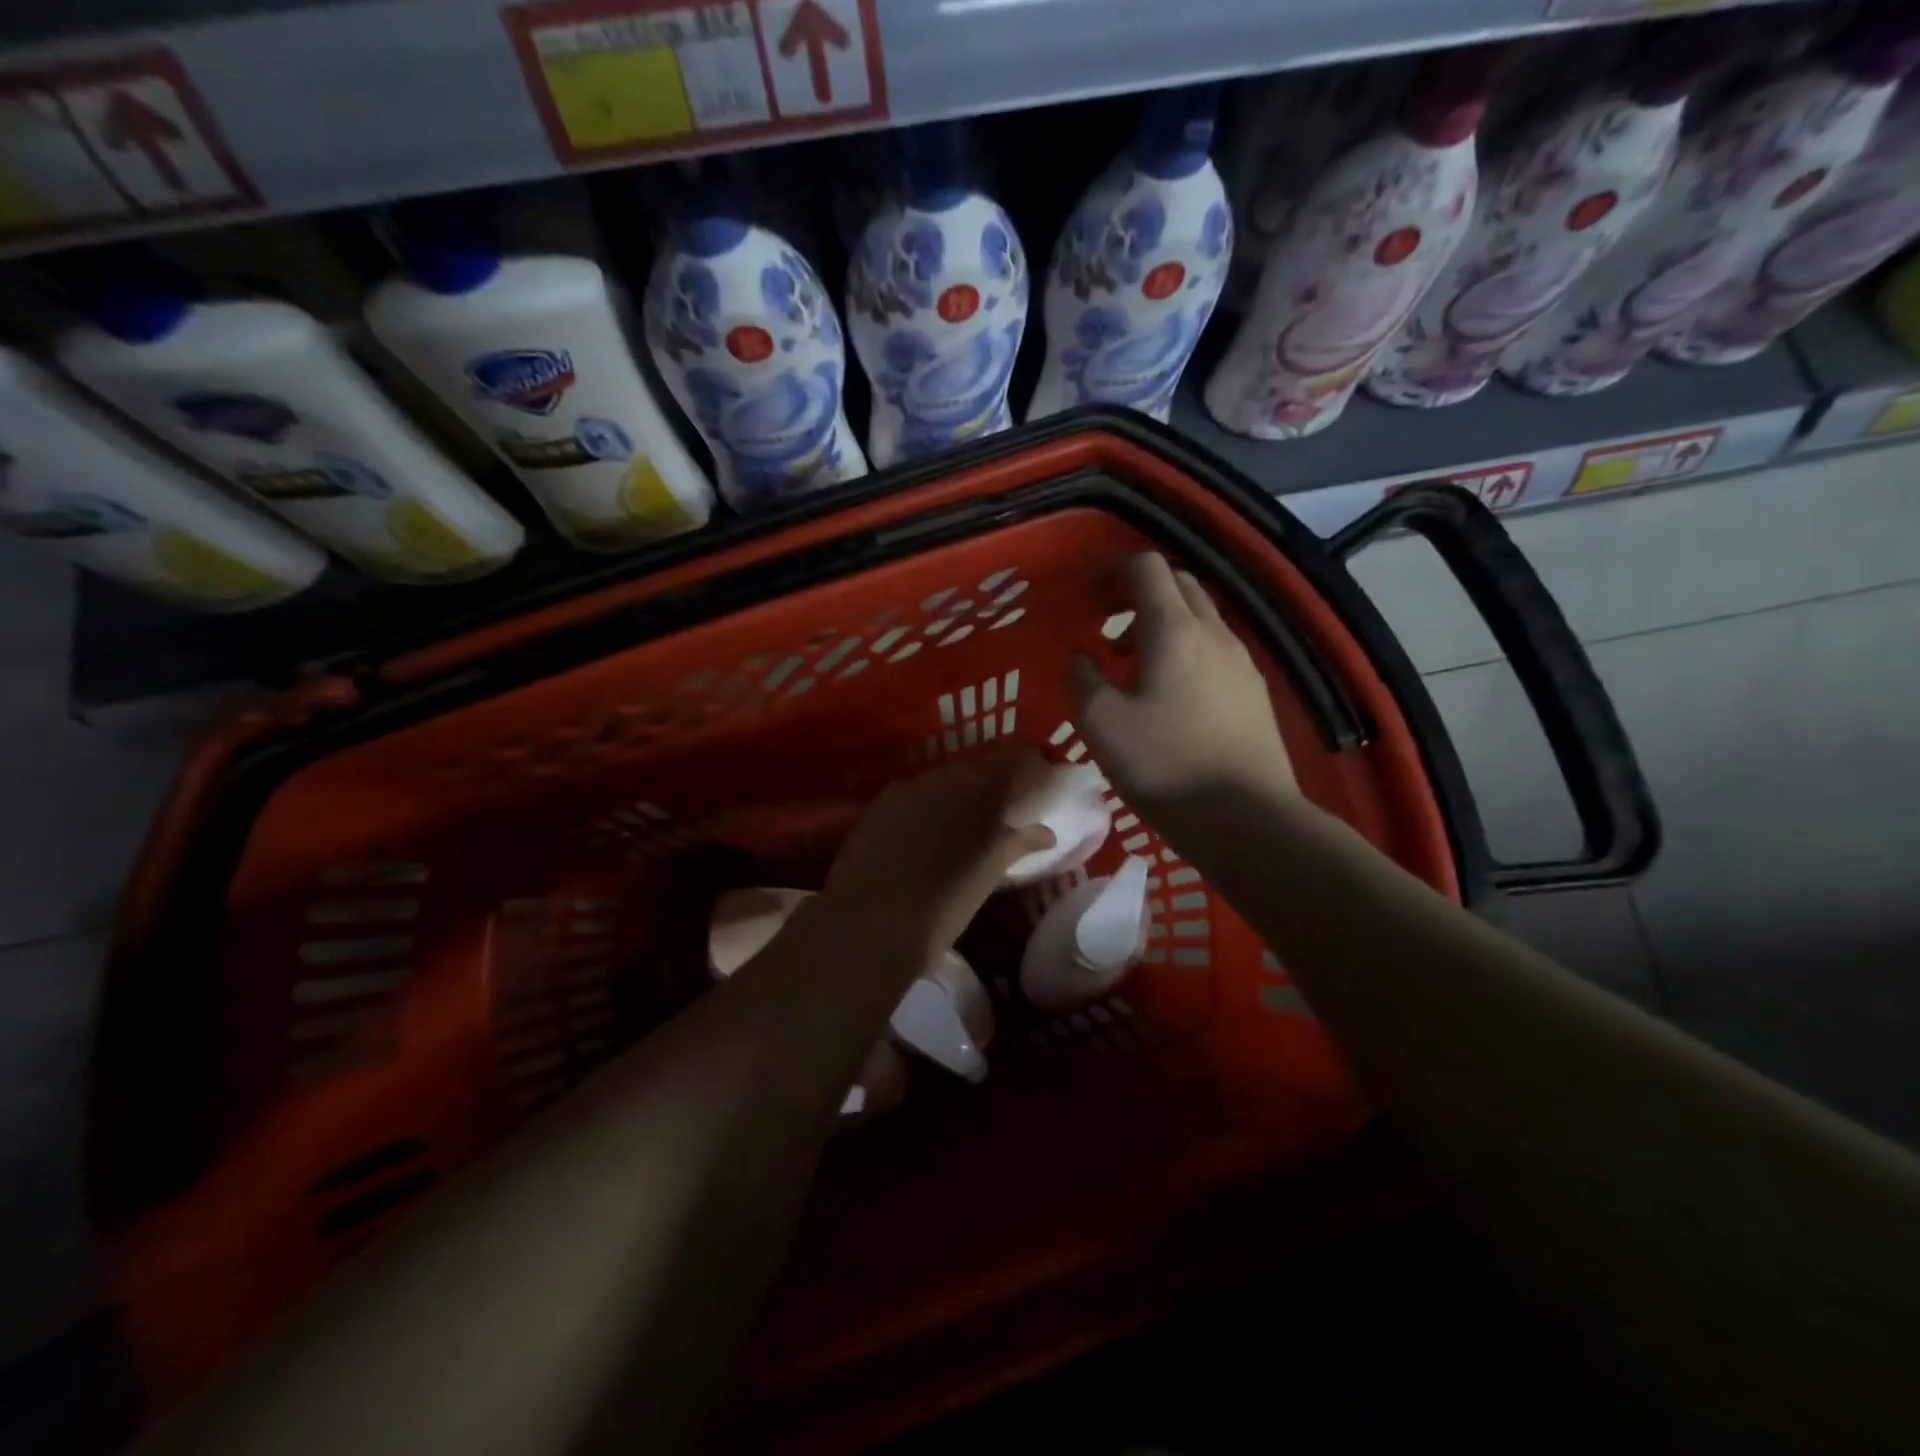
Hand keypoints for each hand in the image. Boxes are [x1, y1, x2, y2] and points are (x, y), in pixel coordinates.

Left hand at [821, 749, 1052, 957]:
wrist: (870, 923)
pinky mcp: (880, 802)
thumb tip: (1045, 832)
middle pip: (979, 767)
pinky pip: (914, 792)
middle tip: (1003, 807)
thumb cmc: (942, 908)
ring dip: (959, 792)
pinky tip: (922, 829)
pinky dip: (927, 804)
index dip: (1030, 770)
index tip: (1041, 782)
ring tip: (962, 821)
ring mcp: (909, 788)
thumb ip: (1018, 845)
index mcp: (983, 794)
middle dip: (994, 782)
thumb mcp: (988, 877)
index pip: (1015, 763)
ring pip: (945, 778)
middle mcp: (946, 779)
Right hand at [1071, 553, 1296, 813]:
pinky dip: (1185, 651)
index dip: (1111, 571)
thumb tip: (1081, 659)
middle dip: (1138, 593)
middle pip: (1179, 586)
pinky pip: (1215, 651)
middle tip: (1106, 623)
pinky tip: (1169, 695)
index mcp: (1174, 630)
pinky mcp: (1255, 693)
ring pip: (1200, 620)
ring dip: (1161, 625)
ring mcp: (1242, 663)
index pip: (1147, 568)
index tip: (1087, 597)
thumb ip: (1082, 680)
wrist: (1247, 818)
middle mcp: (1214, 634)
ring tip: (1131, 664)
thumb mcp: (1100, 724)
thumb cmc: (1165, 765)